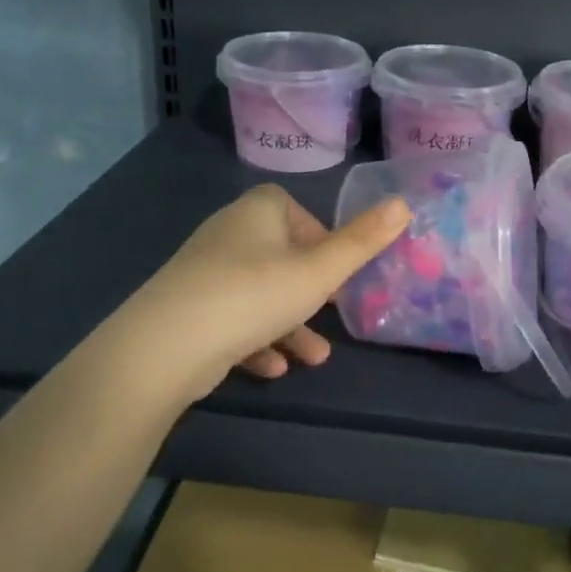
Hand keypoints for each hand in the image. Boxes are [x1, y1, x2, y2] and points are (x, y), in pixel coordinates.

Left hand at [122, 184, 410, 404]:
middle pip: (279, 255)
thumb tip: (404, 202)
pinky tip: (271, 369)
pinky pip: (231, 319)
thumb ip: (362, 242)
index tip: (336, 269)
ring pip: (257, 294)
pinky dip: (254, 341)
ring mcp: (203, 273)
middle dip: (309, 290)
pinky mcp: (188, 310)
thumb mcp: (319, 271)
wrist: (166, 346)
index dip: (319, 236)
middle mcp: (227, 234)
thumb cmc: (254, 295)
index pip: (292, 209)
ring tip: (314, 358)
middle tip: (331, 311)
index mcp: (257, 212)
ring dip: (287, 324)